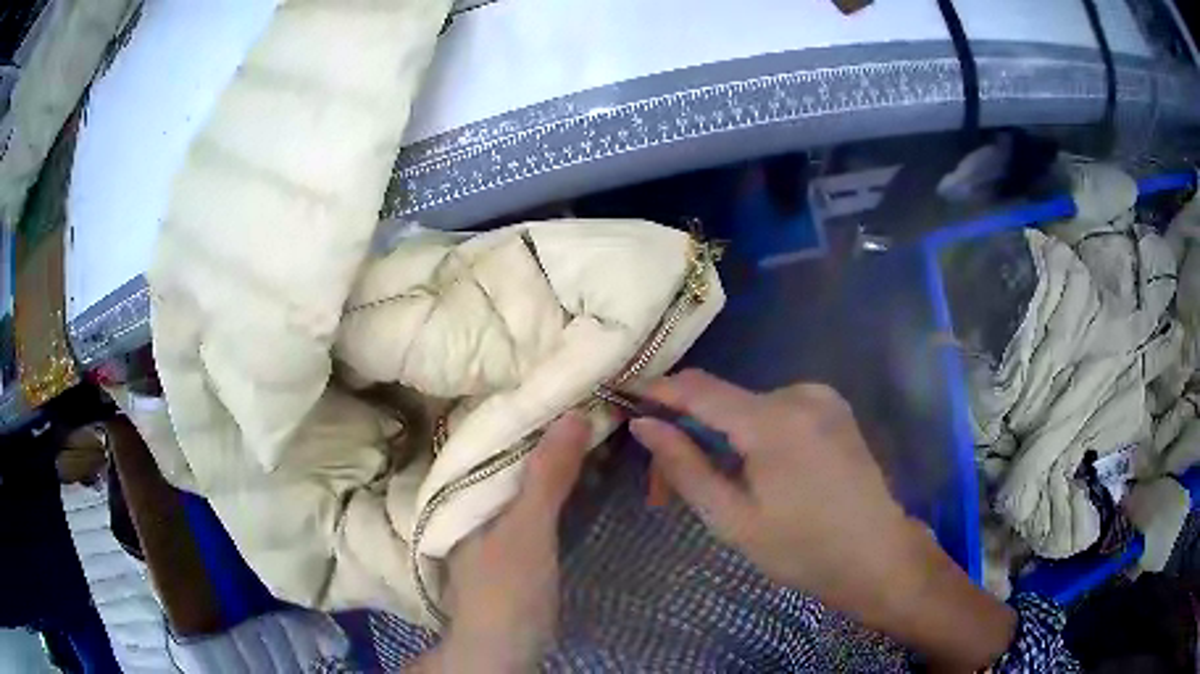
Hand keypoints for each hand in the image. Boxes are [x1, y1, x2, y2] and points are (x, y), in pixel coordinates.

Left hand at [414, 413, 588, 672]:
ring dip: (556, 451)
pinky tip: (583, 469)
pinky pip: (533, 494)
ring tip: (595, 422)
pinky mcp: (510, 536)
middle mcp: (471, 494)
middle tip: (592, 396)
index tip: (567, 378)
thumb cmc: (507, 589)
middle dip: (547, 425)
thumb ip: (547, 475)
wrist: (502, 648)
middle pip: (509, 448)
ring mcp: (491, 516)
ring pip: (523, 471)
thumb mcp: (528, 530)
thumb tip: (574, 412)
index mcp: (460, 485)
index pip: (490, 428)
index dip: (527, 403)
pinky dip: (558, 479)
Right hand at [631, 370, 1014, 671]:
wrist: (878, 557)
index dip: (658, 390)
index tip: (623, 398)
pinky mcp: (833, 410)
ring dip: (721, 440)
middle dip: (688, 436)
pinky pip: (776, 413)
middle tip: (663, 489)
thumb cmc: (803, 549)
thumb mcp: (733, 519)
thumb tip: (644, 426)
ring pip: (748, 410)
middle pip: (723, 403)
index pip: (699, 389)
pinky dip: (752, 437)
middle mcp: (800, 394)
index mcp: (774, 420)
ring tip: (710, 488)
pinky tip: (751, 473)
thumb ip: (686, 467)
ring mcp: (822, 399)